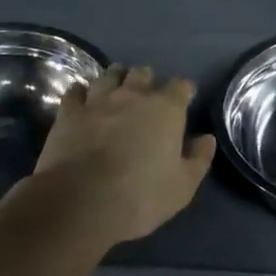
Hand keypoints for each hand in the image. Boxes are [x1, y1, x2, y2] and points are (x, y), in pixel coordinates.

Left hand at [32, 65, 215, 245]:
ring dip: (115, 79)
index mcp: (166, 110)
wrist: (81, 202)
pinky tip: (82, 100)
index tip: (184, 100)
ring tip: (115, 89)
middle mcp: (133, 96)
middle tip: (146, 96)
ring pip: (109, 75)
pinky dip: (81, 93)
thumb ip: (198, 159)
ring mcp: (98, 101)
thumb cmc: (140, 195)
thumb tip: (207, 139)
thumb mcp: (182, 186)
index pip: (181, 86)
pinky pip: (75, 91)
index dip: (184, 91)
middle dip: (147, 80)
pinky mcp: (69, 113)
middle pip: (143, 73)